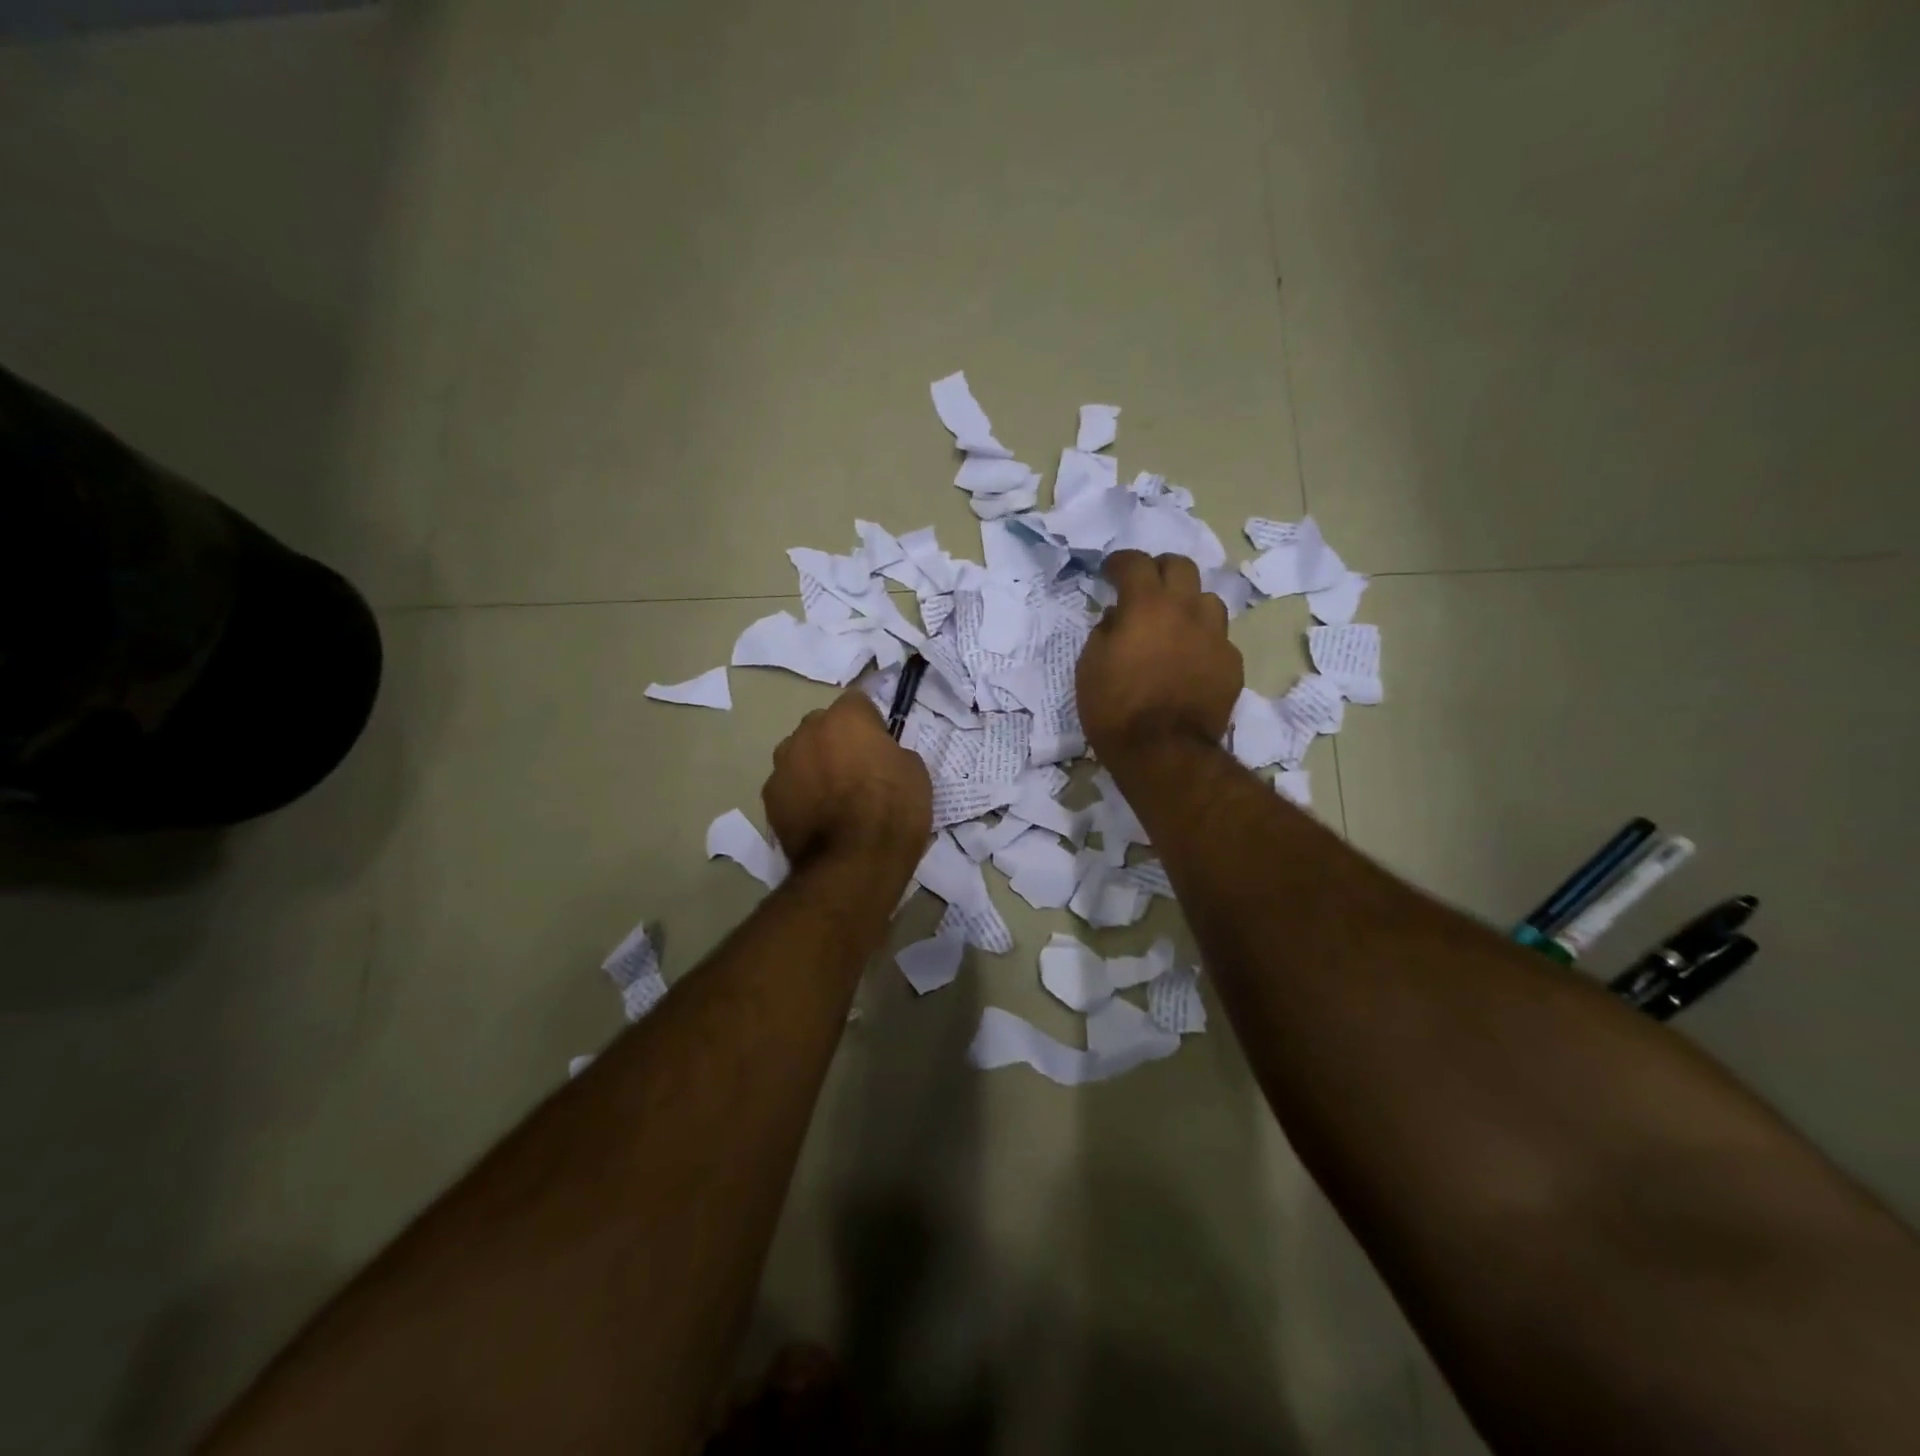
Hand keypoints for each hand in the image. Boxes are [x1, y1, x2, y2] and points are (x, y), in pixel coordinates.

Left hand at [762, 691, 931, 871]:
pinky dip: (800, 797)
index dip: (870, 724)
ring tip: (833, 800)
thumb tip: (880, 757)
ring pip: (800, 755)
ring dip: (814, 767)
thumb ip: (891, 752)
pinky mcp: (769, 798)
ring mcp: (783, 764)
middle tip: (857, 773)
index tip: (880, 747)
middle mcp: (807, 731)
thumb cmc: (893, 810)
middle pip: (822, 727)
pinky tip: (817, 820)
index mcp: (846, 717)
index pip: (857, 703)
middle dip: (836, 742)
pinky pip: (788, 787)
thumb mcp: (914, 772)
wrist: (854, 863)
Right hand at [1077, 550, 1242, 760]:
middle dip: (1160, 569)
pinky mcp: (1232, 664)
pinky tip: (1190, 659)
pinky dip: (1202, 640)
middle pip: (1181, 566)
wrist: (1163, 752)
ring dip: (1188, 604)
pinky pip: (1218, 639)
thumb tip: (1118, 617)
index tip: (1110, 571)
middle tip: (1146, 586)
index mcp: (1147, 605)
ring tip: (1174, 623)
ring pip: (1207, 600)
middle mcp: (1186, 610)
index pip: (1135, 562)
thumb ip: (1105, 631)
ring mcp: (1215, 636)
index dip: (1119, 562)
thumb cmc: (1114, 708)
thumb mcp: (1090, 666)